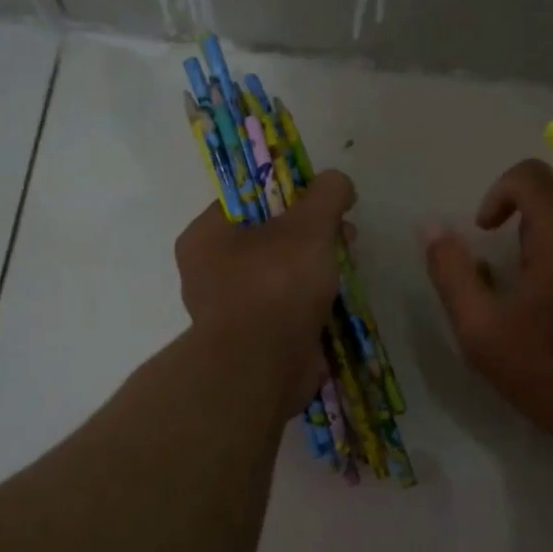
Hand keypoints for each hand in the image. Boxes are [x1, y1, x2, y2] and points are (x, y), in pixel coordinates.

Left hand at [175, 170, 356, 411]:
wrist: (260, 370)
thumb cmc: (275, 286)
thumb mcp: (308, 227)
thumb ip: (326, 195)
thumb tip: (338, 181)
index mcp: (206, 235)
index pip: (248, 199)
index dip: (291, 193)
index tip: (325, 202)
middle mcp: (208, 271)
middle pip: (267, 237)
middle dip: (311, 235)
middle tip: (345, 237)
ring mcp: (228, 309)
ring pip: (277, 275)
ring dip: (313, 270)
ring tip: (346, 270)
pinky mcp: (250, 340)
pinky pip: (282, 309)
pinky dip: (307, 304)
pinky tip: (335, 303)